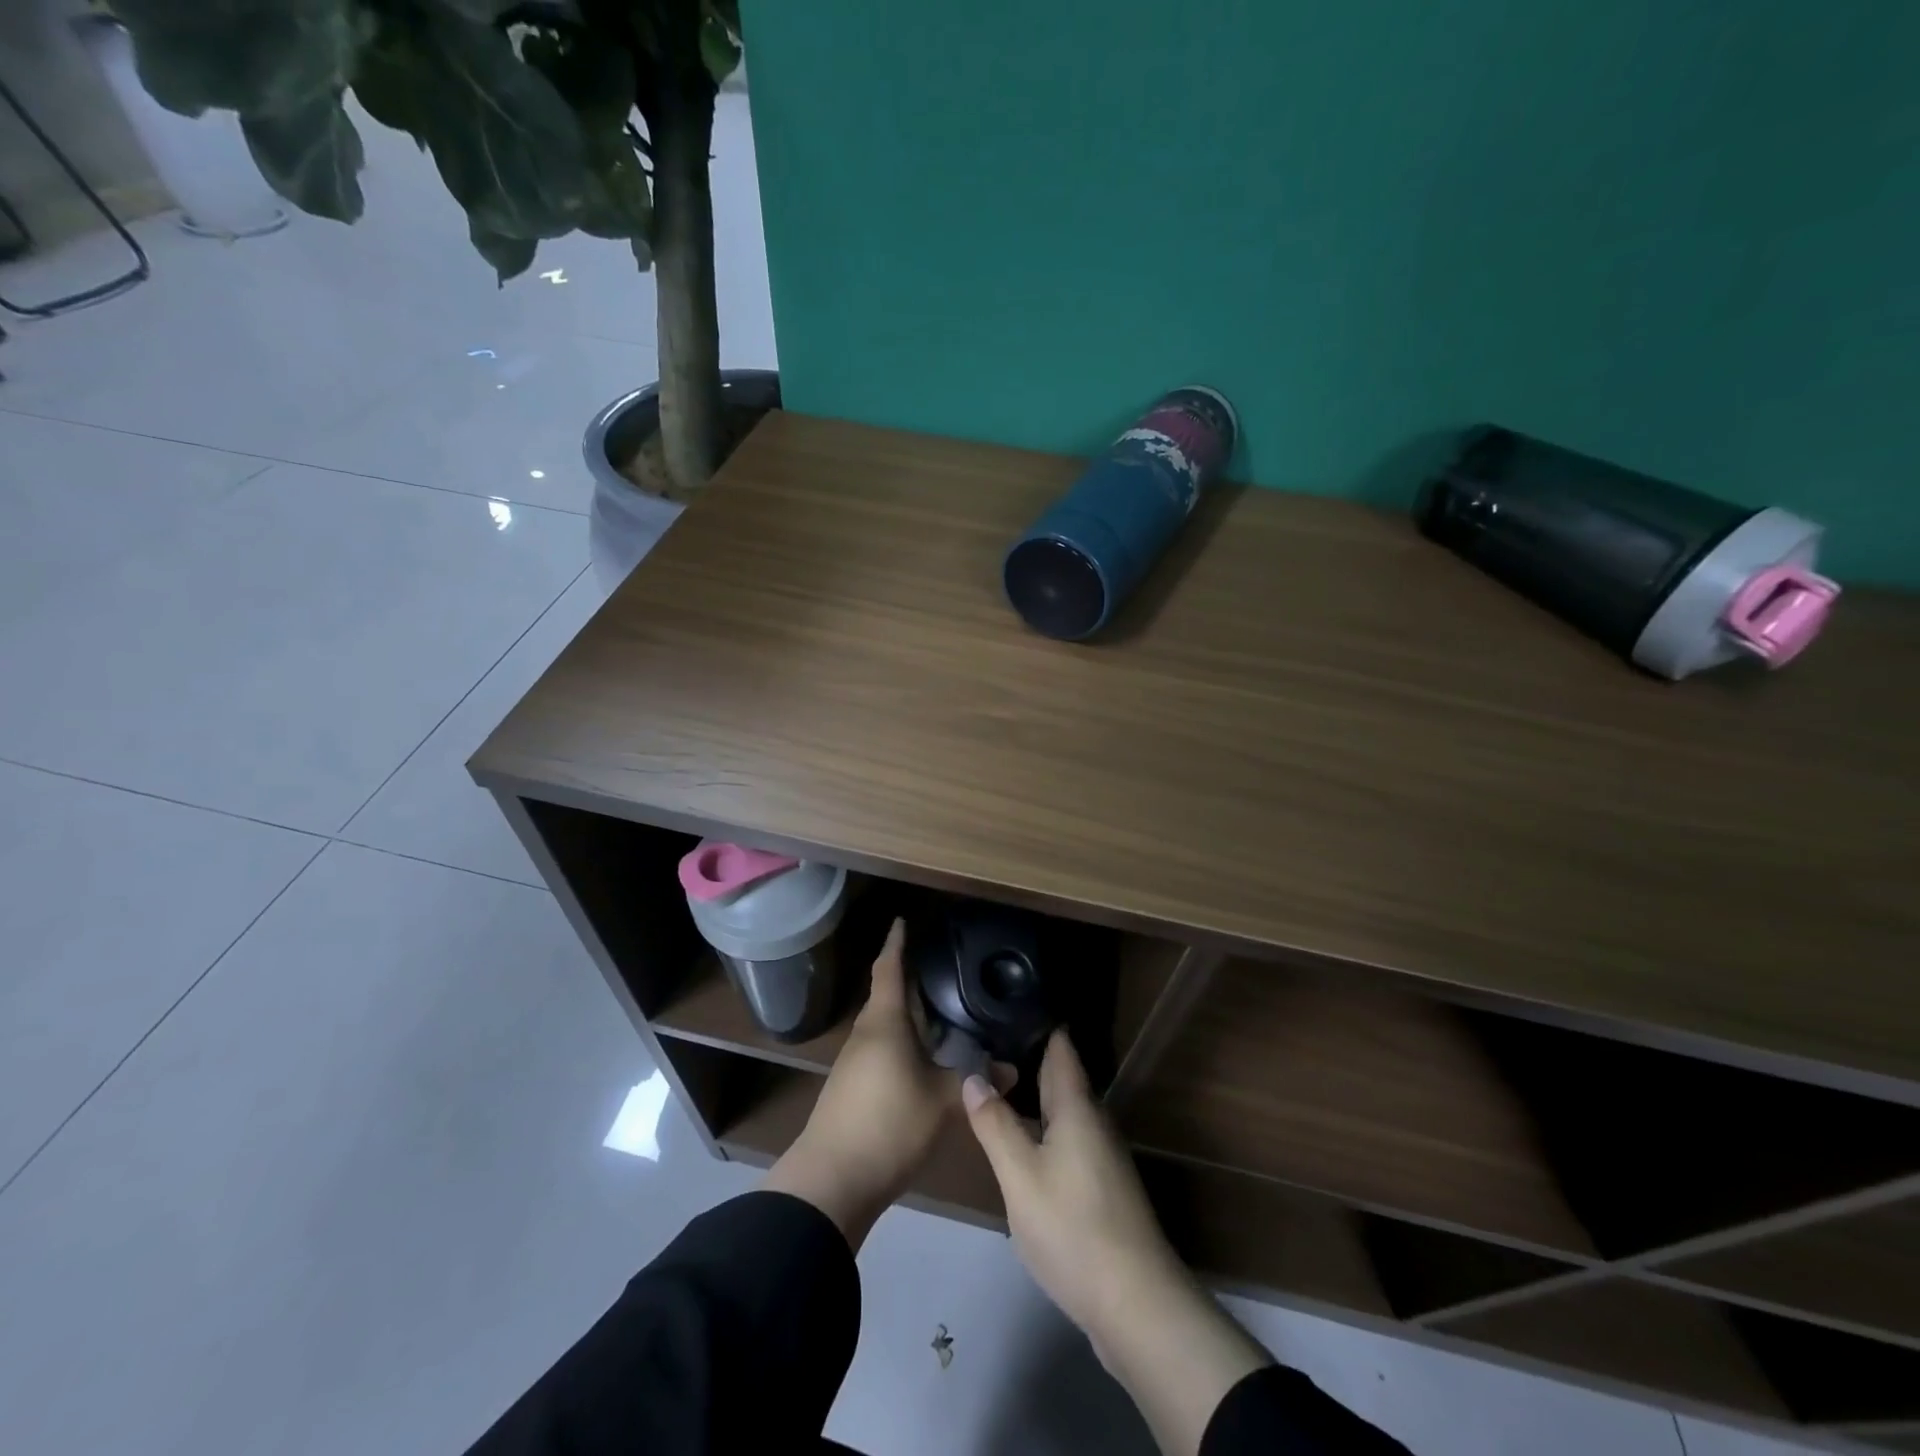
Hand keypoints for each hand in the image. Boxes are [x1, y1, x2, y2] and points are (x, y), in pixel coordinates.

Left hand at [764, 918, 956, 1249]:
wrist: (832, 1181)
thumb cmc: (888, 1124)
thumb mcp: (943, 1102)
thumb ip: (976, 1082)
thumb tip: (1012, 1069)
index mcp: (884, 1022)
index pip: (889, 969)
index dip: (896, 944)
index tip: (902, 920)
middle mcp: (866, 1034)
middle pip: (888, 996)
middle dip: (910, 980)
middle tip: (942, 968)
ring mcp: (855, 1062)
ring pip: (885, 1026)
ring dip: (909, 1016)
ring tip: (942, 1012)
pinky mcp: (853, 1088)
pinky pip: (882, 1050)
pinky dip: (904, 1044)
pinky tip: (925, 1059)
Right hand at [960, 1028, 1182, 1332]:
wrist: (1135, 1303)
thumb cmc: (1073, 1228)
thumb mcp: (1020, 1176)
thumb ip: (995, 1125)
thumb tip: (973, 1076)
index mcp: (1077, 1106)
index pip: (1060, 1045)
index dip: (1035, 1019)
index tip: (1004, 1000)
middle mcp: (1093, 1120)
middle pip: (1060, 1075)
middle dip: (1025, 1055)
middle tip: (983, 1037)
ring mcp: (1100, 1153)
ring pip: (1062, 1108)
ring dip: (1031, 1093)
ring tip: (991, 1081)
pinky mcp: (1100, 1184)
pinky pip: (1065, 1135)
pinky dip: (1040, 1125)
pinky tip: (1018, 1137)